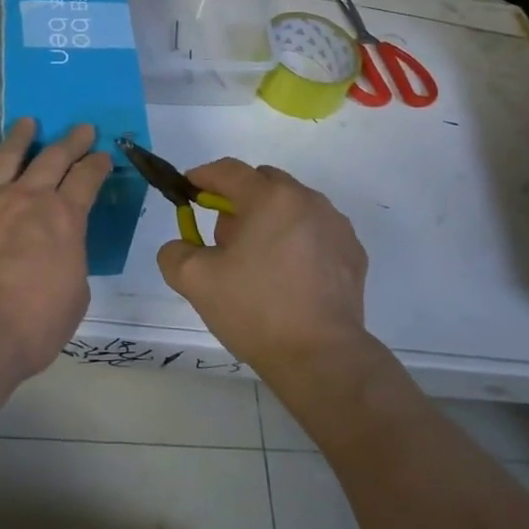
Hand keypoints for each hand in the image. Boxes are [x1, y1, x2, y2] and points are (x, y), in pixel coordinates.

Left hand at [0, 118, 111, 389]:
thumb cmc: (33, 323)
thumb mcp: (75, 294)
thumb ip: (70, 259)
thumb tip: (59, 249)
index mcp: (65, 217)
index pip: (88, 179)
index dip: (98, 165)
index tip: (103, 156)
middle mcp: (28, 197)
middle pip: (54, 157)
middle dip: (72, 141)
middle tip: (82, 129)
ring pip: (7, 156)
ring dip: (20, 136)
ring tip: (27, 122)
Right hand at [156, 159, 370, 379]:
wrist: (321, 357)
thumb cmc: (256, 310)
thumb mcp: (196, 281)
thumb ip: (175, 253)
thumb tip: (181, 246)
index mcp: (270, 197)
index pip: (228, 171)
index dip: (203, 176)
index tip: (188, 190)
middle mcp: (307, 200)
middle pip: (263, 183)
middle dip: (238, 201)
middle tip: (224, 239)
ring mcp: (335, 226)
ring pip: (291, 206)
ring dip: (269, 220)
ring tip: (257, 262)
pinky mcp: (352, 253)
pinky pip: (315, 231)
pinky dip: (296, 241)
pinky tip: (288, 277)